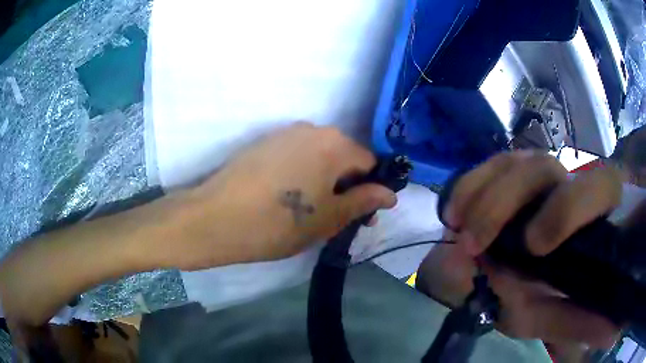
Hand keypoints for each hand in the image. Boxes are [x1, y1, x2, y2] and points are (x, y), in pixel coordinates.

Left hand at [157, 123, 396, 269]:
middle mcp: (312, 129)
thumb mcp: (327, 219)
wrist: (214, 218)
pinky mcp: (263, 143)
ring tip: (306, 211)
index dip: (368, 191)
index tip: (358, 216)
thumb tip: (390, 195)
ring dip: (322, 181)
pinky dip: (300, 175)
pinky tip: (284, 198)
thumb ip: (362, 202)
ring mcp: (284, 133)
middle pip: (343, 158)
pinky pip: (295, 157)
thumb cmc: (277, 223)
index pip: (369, 164)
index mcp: (334, 144)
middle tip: (332, 218)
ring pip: (318, 157)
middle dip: (345, 186)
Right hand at [418, 151, 628, 348]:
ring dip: (479, 195)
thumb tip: (549, 303)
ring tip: (455, 228)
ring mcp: (543, 176)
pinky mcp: (519, 175)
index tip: (532, 247)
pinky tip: (455, 211)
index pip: (597, 187)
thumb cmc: (555, 303)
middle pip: (542, 167)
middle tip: (471, 245)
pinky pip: (493, 167)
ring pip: (514, 162)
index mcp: (595, 218)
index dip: (566, 209)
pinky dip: (470, 186)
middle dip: (503, 203)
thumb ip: (555, 315)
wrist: (542, 288)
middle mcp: (572, 184)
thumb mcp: (556, 318)